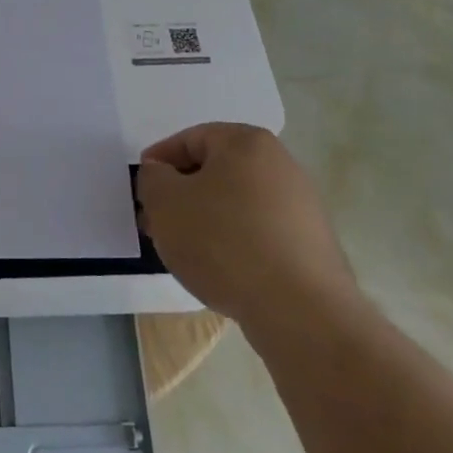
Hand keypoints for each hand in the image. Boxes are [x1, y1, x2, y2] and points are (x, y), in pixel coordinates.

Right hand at [137, 122, 359, 339]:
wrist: (300, 312)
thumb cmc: (222, 241)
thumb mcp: (164, 202)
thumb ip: (152, 178)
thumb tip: (162, 174)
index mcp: (247, 142)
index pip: (189, 139)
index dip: (158, 162)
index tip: (142, 191)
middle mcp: (280, 165)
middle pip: (214, 172)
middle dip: (180, 195)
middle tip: (155, 223)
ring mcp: (301, 207)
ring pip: (234, 204)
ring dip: (203, 220)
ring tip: (182, 252)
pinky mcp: (310, 245)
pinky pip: (257, 232)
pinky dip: (231, 243)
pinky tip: (218, 270)